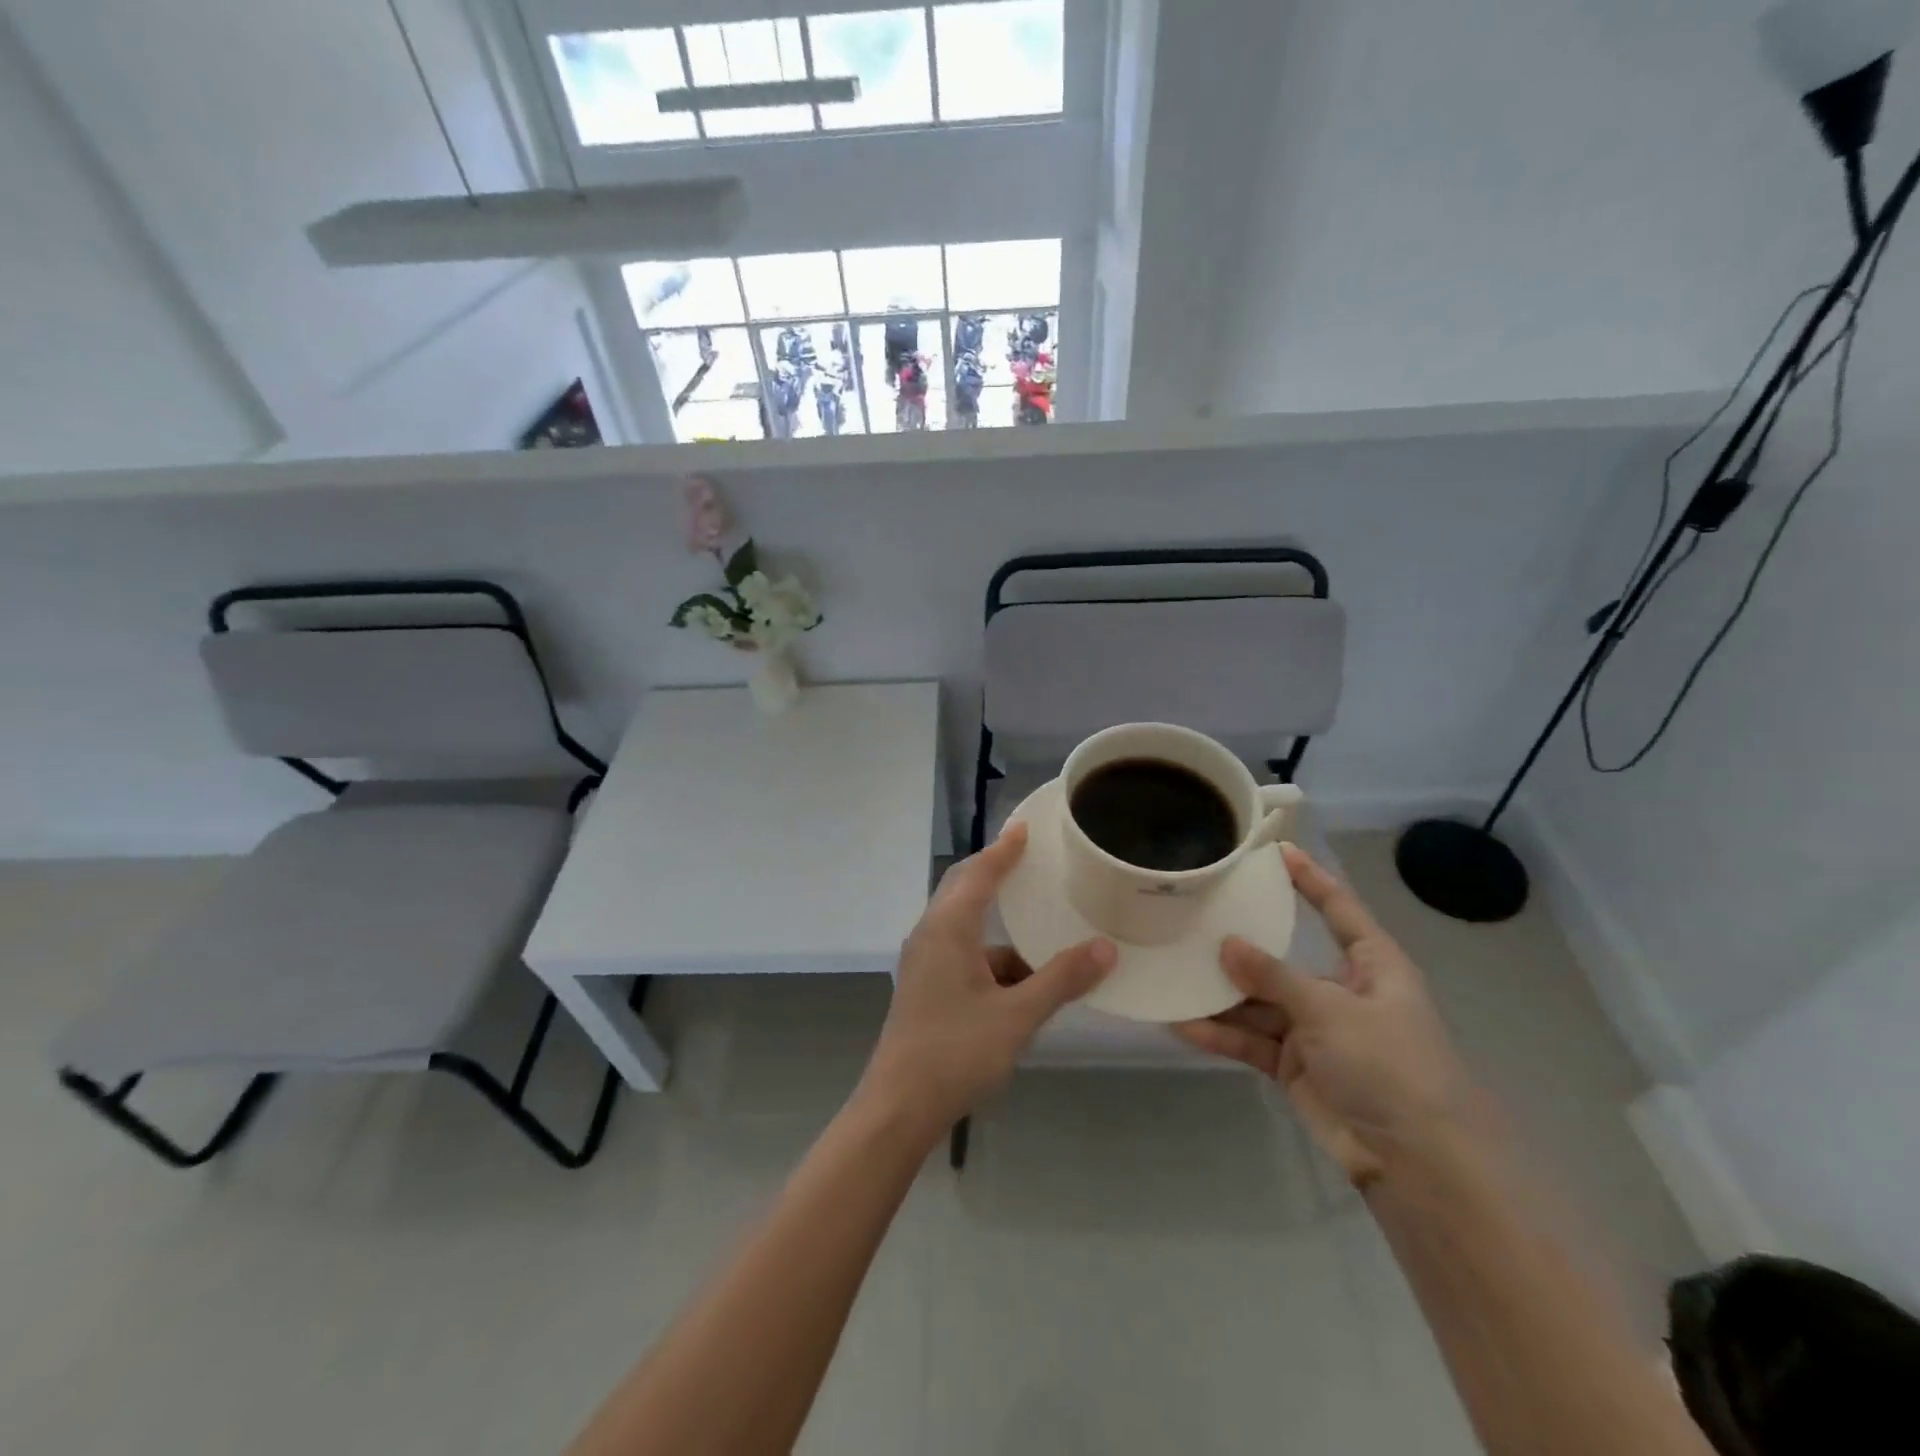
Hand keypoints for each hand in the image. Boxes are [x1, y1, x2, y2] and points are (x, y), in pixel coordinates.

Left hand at [858, 823, 1116, 1139]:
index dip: (1003, 850)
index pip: (978, 874)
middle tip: (1029, 859)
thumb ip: (1061, 980)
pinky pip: (963, 955)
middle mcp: (931, 935)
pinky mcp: (926, 987)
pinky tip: (1022, 980)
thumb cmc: (955, 1053)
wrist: (898, 1107)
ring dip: (999, 925)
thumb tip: (1105, 948)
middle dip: (995, 873)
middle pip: (964, 890)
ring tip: (1040, 926)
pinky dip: (992, 957)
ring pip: (965, 927)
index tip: (1025, 829)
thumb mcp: (1017, 1016)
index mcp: (947, 929)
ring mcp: (924, 962)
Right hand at [1172, 844, 1481, 1185]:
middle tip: (1194, 916)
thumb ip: (1274, 977)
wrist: (1418, 1163)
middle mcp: (1340, 991)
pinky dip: (1222, 1035)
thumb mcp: (1331, 1011)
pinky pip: (1252, 1041)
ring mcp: (1315, 1031)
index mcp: (1370, 966)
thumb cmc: (1390, 1067)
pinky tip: (1183, 1025)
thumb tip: (1226, 944)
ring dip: (1221, 995)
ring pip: (1259, 1002)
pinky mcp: (1295, 1066)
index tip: (1276, 851)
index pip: (1338, 909)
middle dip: (1241, 944)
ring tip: (1173, 974)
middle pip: (1283, 958)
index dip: (1310, 879)